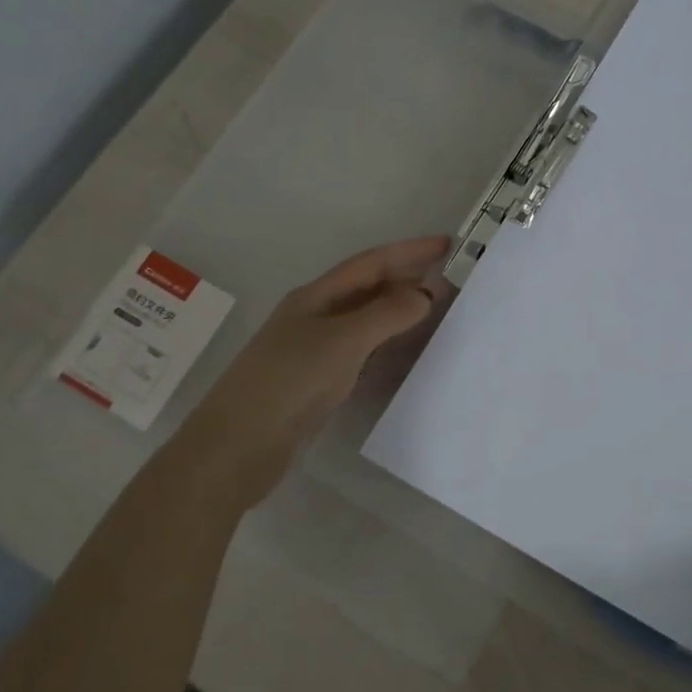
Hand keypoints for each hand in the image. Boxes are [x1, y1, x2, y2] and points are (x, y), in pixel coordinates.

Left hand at [176, 236, 450, 512]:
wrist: (239, 446)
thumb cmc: (290, 381)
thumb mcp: (343, 341)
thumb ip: (387, 315)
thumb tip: (424, 295)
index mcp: (316, 297)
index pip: (371, 263)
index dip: (409, 251)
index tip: (448, 245)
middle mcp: (316, 317)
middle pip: (369, 290)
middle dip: (408, 282)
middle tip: (453, 284)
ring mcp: (316, 352)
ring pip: (368, 324)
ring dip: (402, 316)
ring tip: (441, 317)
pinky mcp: (319, 384)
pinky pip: (365, 356)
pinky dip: (391, 351)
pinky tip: (411, 358)